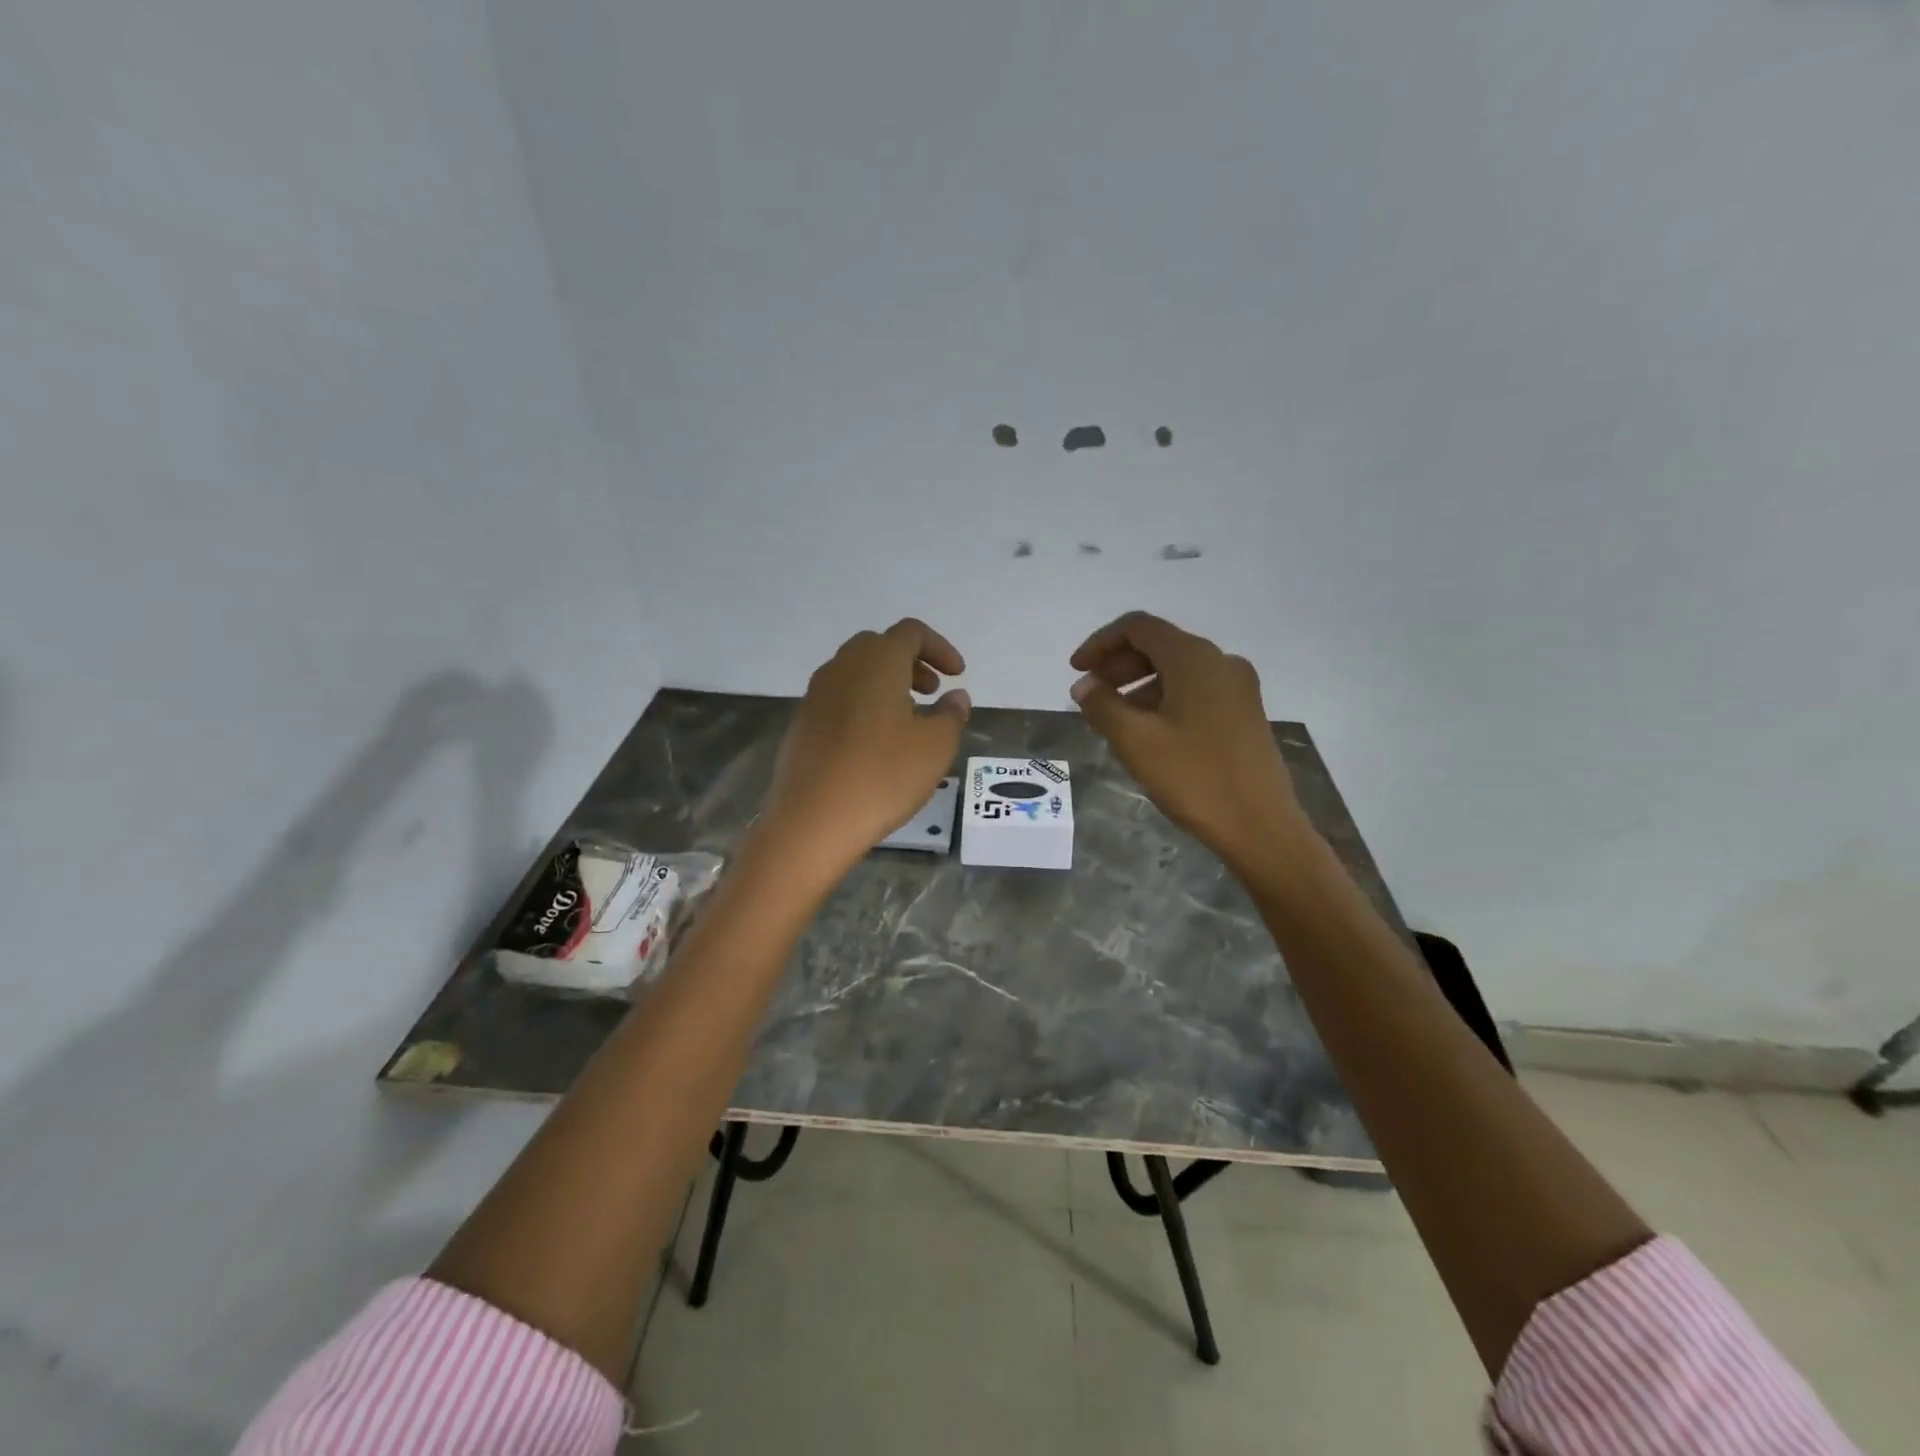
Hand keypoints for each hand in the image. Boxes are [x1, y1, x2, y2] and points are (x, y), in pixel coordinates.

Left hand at [759, 618, 970, 877]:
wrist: (813, 820)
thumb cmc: (883, 776)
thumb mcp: (935, 747)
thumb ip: (951, 715)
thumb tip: (956, 698)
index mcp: (877, 661)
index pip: (911, 632)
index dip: (939, 648)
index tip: (957, 675)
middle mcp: (842, 667)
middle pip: (879, 646)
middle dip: (911, 662)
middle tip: (931, 692)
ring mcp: (816, 694)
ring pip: (856, 671)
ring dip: (885, 682)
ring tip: (906, 718)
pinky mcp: (802, 722)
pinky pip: (838, 698)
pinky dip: (862, 703)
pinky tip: (874, 742)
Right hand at [1070, 612, 1310, 876]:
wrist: (1260, 826)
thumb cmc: (1194, 778)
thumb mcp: (1135, 741)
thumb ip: (1102, 705)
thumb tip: (1084, 684)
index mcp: (1195, 658)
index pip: (1139, 628)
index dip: (1101, 643)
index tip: (1076, 671)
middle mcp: (1221, 662)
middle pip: (1160, 645)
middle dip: (1118, 664)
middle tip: (1090, 693)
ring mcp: (1238, 688)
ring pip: (1177, 670)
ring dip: (1139, 684)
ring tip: (1113, 717)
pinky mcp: (1245, 713)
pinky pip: (1195, 690)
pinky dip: (1164, 698)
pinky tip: (1147, 730)